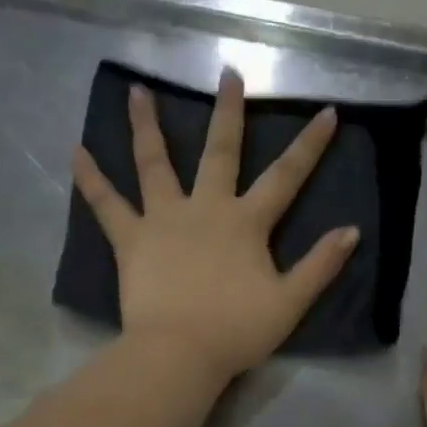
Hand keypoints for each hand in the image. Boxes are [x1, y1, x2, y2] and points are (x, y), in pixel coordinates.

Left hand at [71, 69, 359, 383]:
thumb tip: (352, 231)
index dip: (309, 146)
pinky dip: (90, 178)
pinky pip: (106, 204)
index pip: (285, 177)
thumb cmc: (236, 331)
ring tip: (137, 91)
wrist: (179, 353)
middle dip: (227, 112)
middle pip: (219, 152)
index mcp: (245, 223)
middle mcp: (205, 208)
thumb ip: (320, 266)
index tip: (327, 112)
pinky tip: (75, 152)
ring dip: (146, 126)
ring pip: (154, 163)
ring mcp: (163, 219)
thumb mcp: (290, 303)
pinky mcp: (131, 240)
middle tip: (227, 74)